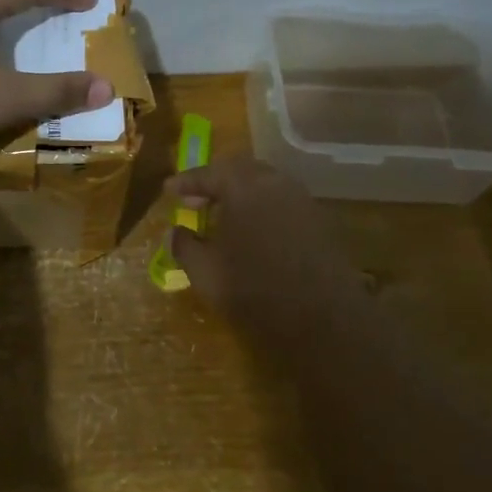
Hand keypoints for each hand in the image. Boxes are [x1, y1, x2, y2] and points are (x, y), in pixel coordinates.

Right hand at [167, 157, 376, 347]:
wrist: (323, 321)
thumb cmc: (253, 290)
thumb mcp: (204, 272)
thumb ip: (184, 246)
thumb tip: (175, 232)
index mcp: (244, 187)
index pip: (209, 173)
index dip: (186, 181)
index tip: (169, 190)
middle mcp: (276, 183)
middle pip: (240, 170)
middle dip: (215, 182)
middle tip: (195, 199)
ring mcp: (303, 201)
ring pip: (265, 185)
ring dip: (241, 194)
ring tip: (223, 216)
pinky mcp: (320, 223)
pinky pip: (283, 203)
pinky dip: (262, 209)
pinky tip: (253, 232)